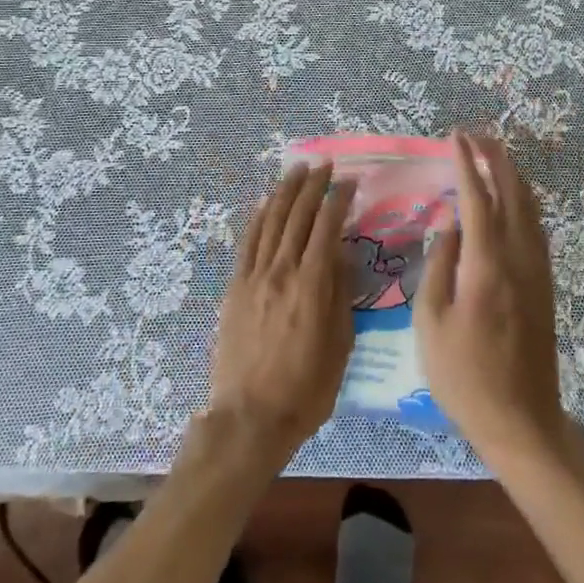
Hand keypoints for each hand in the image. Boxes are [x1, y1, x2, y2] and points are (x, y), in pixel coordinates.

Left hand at [205, 163, 355, 474]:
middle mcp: (280, 271)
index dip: (338, 200)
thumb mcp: (339, 346)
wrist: (250, 417)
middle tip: (323, 165)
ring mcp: (253, 277)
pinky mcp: (235, 287)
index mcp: (311, 285)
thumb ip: (340, 295)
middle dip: (312, 186)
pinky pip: (248, 242)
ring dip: (285, 192)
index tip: (348, 181)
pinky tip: (266, 202)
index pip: (326, 228)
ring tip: (296, 170)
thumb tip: (342, 256)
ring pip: (270, 221)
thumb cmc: (305, 389)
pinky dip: (258, 217)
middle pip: (297, 216)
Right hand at [416, 132, 573, 472]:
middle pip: (513, 194)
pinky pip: (536, 228)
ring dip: (513, 177)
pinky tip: (513, 201)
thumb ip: (439, 266)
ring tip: (494, 156)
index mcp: (487, 265)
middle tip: (476, 136)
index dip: (466, 164)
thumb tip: (450, 227)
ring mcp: (538, 271)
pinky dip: (524, 202)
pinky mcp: (546, 286)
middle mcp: (519, 258)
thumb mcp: (431, 322)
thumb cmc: (464, 376)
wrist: (521, 420)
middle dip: (496, 159)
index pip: (477, 199)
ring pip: (531, 209)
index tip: (455, 137)